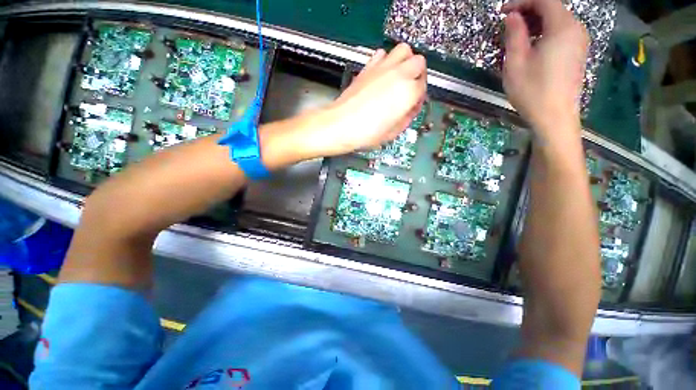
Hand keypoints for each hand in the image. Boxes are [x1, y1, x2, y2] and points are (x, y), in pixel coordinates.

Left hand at [301, 43, 426, 157]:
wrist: (341, 124)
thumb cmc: (366, 132)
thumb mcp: (393, 133)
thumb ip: (407, 118)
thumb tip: (410, 109)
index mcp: (407, 93)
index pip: (423, 88)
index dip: (419, 98)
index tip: (412, 106)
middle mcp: (398, 74)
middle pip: (419, 62)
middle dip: (418, 75)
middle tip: (410, 88)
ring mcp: (382, 67)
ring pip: (404, 50)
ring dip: (405, 61)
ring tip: (399, 77)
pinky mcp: (368, 66)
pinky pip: (383, 54)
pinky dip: (387, 60)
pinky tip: (382, 75)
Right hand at [502, 0, 588, 136]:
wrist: (555, 117)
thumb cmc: (532, 91)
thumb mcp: (516, 63)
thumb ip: (515, 35)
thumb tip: (512, 17)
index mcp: (562, 27)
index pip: (544, 0)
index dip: (522, 2)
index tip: (503, 13)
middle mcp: (576, 28)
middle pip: (553, 7)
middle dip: (529, 11)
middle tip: (508, 25)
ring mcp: (580, 41)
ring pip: (557, 20)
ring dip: (537, 22)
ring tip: (517, 36)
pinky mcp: (578, 52)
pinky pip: (562, 32)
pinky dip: (546, 32)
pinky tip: (533, 45)